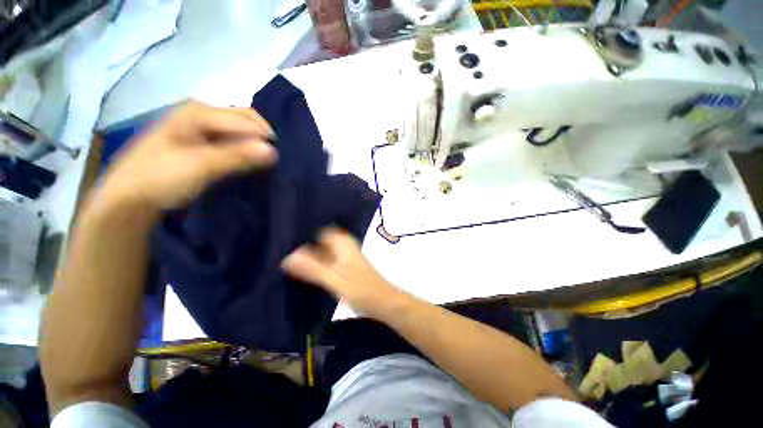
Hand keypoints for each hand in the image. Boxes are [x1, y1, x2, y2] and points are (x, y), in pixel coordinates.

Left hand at [94, 100, 276, 215]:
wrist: (128, 196)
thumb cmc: (160, 178)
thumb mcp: (201, 166)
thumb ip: (237, 156)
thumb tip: (274, 150)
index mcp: (198, 112)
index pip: (246, 120)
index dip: (266, 138)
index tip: (280, 159)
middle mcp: (200, 112)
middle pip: (244, 119)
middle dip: (262, 137)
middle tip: (274, 160)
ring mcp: (198, 125)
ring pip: (239, 129)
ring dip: (254, 144)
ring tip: (264, 162)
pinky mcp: (199, 139)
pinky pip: (231, 139)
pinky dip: (244, 148)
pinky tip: (248, 160)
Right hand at [282, 228, 402, 318]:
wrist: (386, 303)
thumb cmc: (362, 291)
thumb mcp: (335, 280)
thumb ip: (312, 269)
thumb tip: (288, 257)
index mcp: (344, 245)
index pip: (322, 231)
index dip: (307, 235)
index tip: (288, 242)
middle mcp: (346, 248)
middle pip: (323, 241)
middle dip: (307, 247)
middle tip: (287, 256)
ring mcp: (348, 258)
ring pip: (326, 252)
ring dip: (313, 257)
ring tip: (292, 264)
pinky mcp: (349, 269)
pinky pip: (330, 262)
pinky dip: (320, 265)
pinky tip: (309, 274)